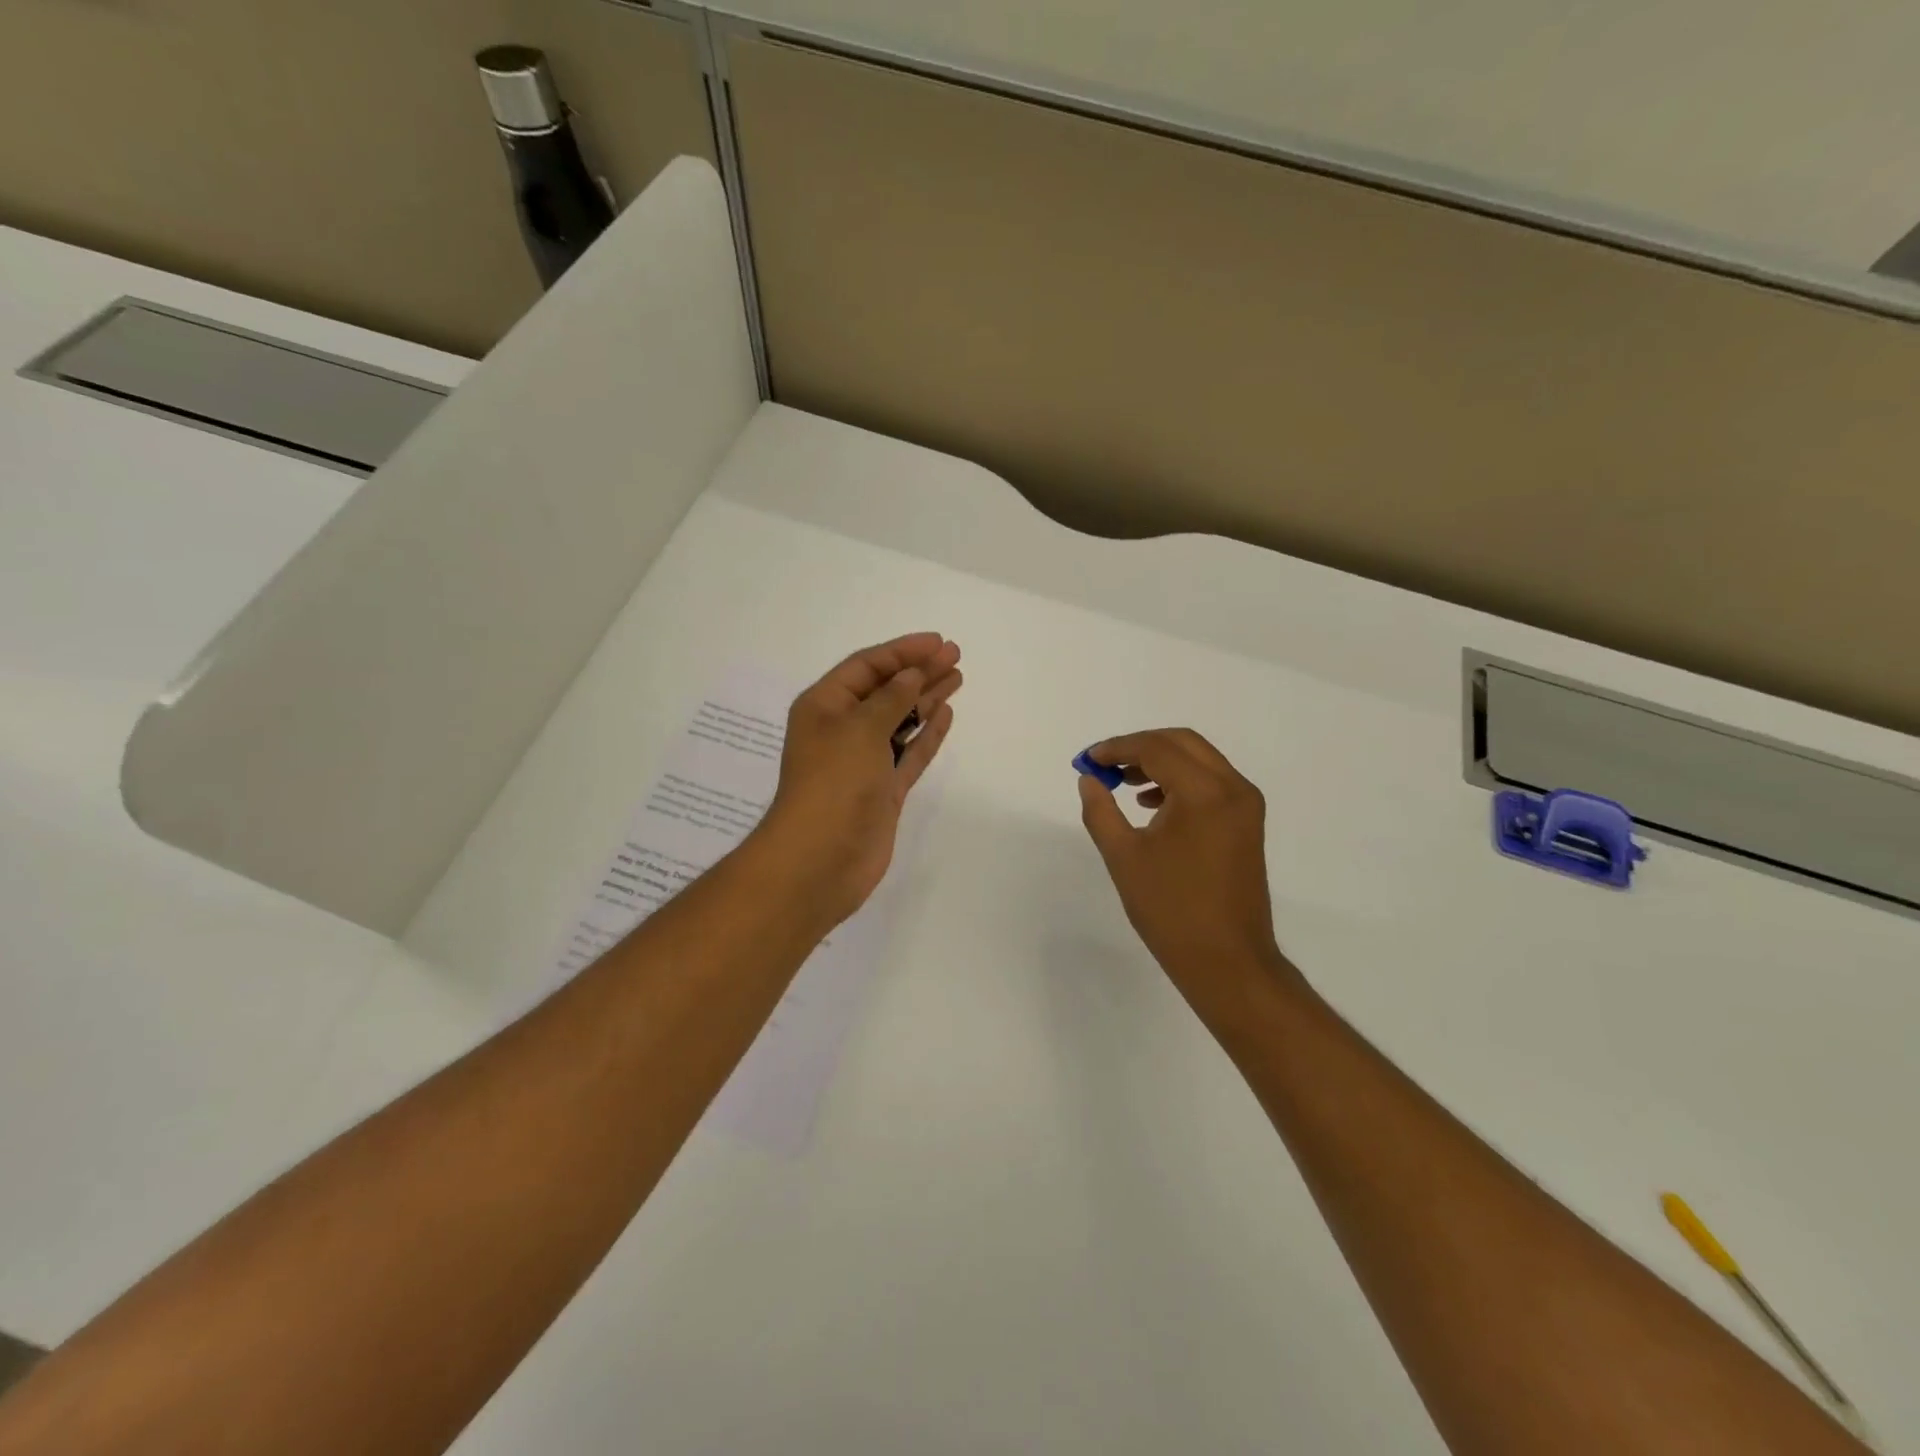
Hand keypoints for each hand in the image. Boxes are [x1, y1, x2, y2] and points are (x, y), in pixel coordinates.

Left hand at [752, 633, 961, 927]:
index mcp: (824, 706)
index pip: (866, 667)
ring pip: (901, 720)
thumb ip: (891, 698)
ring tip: (957, 677)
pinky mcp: (883, 790)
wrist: (821, 859)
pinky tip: (946, 714)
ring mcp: (865, 762)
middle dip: (919, 671)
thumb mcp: (860, 728)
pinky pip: (909, 753)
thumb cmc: (834, 783)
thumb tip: (911, 676)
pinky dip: (927, 735)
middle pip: (886, 691)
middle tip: (955, 655)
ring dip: (926, 698)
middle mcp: (843, 729)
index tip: (938, 642)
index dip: (902, 651)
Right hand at [1077, 729, 1301, 1010]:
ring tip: (1122, 782)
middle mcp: (1233, 788)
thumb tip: (1090, 779)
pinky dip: (1180, 780)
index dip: (1117, 748)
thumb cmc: (1171, 910)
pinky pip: (1211, 783)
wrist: (1227, 961)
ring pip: (1199, 760)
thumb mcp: (1123, 857)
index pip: (1156, 749)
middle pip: (1182, 743)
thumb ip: (1100, 810)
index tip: (1088, 760)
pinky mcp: (1247, 823)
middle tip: (1105, 764)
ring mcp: (1245, 805)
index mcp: (1204, 793)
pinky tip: (1151, 803)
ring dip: (1160, 761)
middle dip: (1140, 746)